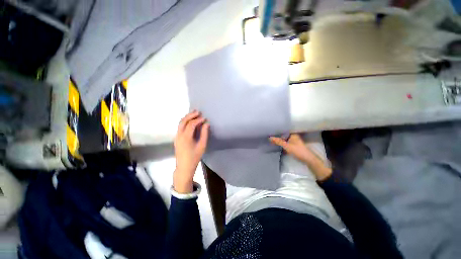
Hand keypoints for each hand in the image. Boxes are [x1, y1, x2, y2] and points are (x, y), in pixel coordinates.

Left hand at [173, 110, 209, 192]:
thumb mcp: (202, 145)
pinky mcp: (176, 138)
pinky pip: (180, 127)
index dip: (198, 120)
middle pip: (183, 121)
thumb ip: (204, 134)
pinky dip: (185, 122)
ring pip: (180, 123)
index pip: (191, 124)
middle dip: (191, 115)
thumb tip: (206, 124)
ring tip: (194, 113)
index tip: (205, 118)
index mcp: (185, 137)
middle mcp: (179, 135)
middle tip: (198, 111)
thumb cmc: (195, 157)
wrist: (184, 167)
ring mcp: (176, 136)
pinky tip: (190, 121)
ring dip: (187, 117)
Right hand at [270, 134, 331, 180]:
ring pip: (285, 138)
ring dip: (280, 139)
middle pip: (284, 134)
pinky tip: (277, 143)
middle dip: (278, 135)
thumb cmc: (297, 150)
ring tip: (272, 137)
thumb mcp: (286, 146)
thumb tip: (269, 137)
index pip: (284, 129)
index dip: (278, 129)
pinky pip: (286, 142)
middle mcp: (294, 136)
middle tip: (270, 133)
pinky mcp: (293, 145)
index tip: (271, 129)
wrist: (307, 159)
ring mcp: (294, 141)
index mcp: (293, 134)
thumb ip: (278, 141)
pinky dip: (282, 142)